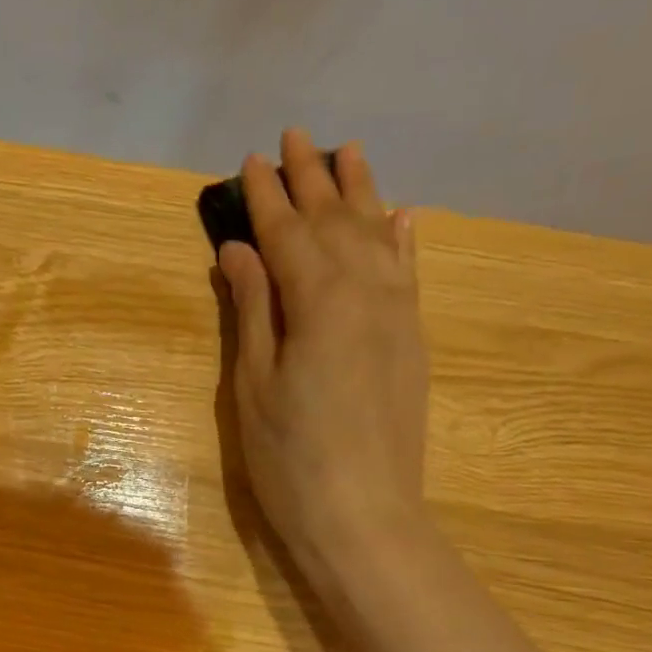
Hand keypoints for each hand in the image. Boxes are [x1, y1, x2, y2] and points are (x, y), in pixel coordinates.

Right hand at [214, 128, 429, 586]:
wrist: (364, 516)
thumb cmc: (290, 458)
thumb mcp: (254, 385)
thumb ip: (253, 310)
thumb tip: (239, 250)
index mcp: (319, 302)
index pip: (287, 234)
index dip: (265, 198)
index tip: (249, 160)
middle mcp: (367, 293)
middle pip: (336, 222)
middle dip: (313, 178)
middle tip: (296, 135)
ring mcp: (398, 315)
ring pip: (378, 237)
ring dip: (361, 192)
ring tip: (348, 151)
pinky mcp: (412, 341)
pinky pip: (409, 273)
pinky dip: (402, 239)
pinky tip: (401, 214)